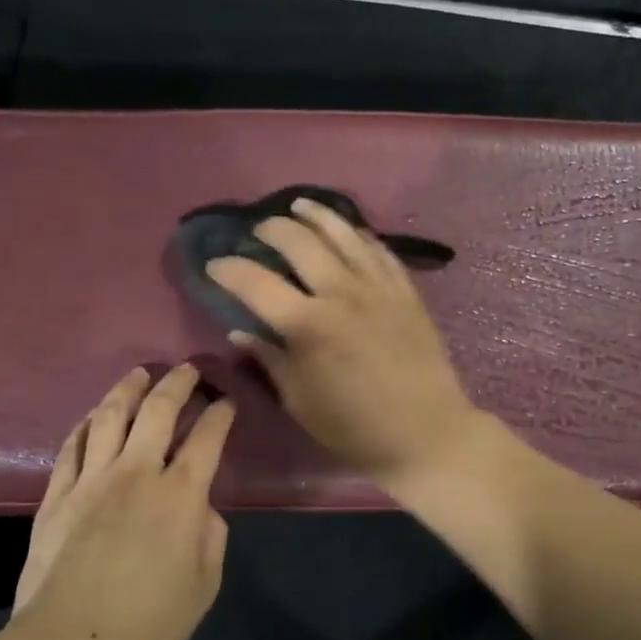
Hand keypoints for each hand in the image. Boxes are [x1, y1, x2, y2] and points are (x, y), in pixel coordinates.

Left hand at [12, 363, 234, 639]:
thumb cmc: (148, 624)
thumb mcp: (204, 586)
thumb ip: (209, 537)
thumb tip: (199, 509)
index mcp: (180, 495)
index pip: (206, 438)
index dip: (220, 414)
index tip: (226, 402)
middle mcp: (137, 473)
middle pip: (158, 411)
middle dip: (177, 383)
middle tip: (187, 370)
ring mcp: (91, 480)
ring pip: (110, 417)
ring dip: (128, 389)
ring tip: (139, 374)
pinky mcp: (57, 495)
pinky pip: (72, 446)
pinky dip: (86, 424)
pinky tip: (93, 416)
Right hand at [206, 196, 479, 489]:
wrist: (426, 433)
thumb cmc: (354, 427)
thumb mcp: (299, 401)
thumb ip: (269, 358)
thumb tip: (241, 330)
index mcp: (307, 325)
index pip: (255, 282)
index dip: (229, 269)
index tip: (214, 265)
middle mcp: (341, 293)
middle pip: (298, 242)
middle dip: (270, 230)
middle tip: (256, 232)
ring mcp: (378, 287)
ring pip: (342, 233)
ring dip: (315, 215)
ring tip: (298, 206)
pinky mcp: (405, 290)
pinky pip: (378, 249)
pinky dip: (357, 233)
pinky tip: (348, 229)